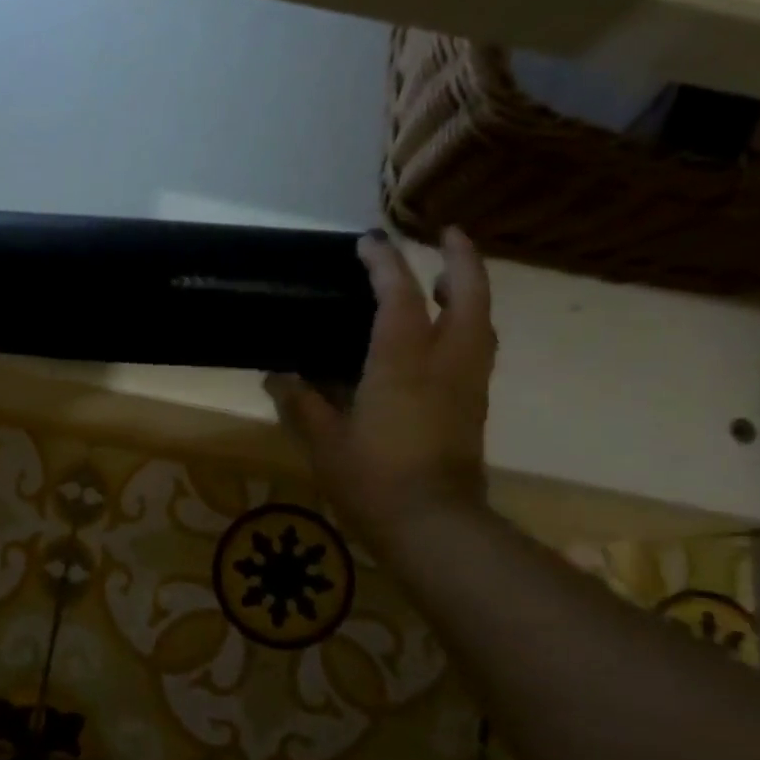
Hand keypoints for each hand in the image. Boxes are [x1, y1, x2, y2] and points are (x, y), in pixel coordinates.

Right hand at [267, 227, 496, 558]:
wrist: (433, 525)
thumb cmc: (373, 480)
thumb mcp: (325, 442)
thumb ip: (302, 403)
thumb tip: (277, 376)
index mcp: (401, 364)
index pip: (398, 297)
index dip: (384, 264)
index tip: (369, 241)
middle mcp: (444, 362)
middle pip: (468, 294)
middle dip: (460, 258)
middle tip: (446, 234)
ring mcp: (466, 383)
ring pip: (481, 321)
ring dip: (470, 290)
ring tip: (447, 279)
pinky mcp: (474, 405)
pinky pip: (478, 349)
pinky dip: (469, 324)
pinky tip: (447, 334)